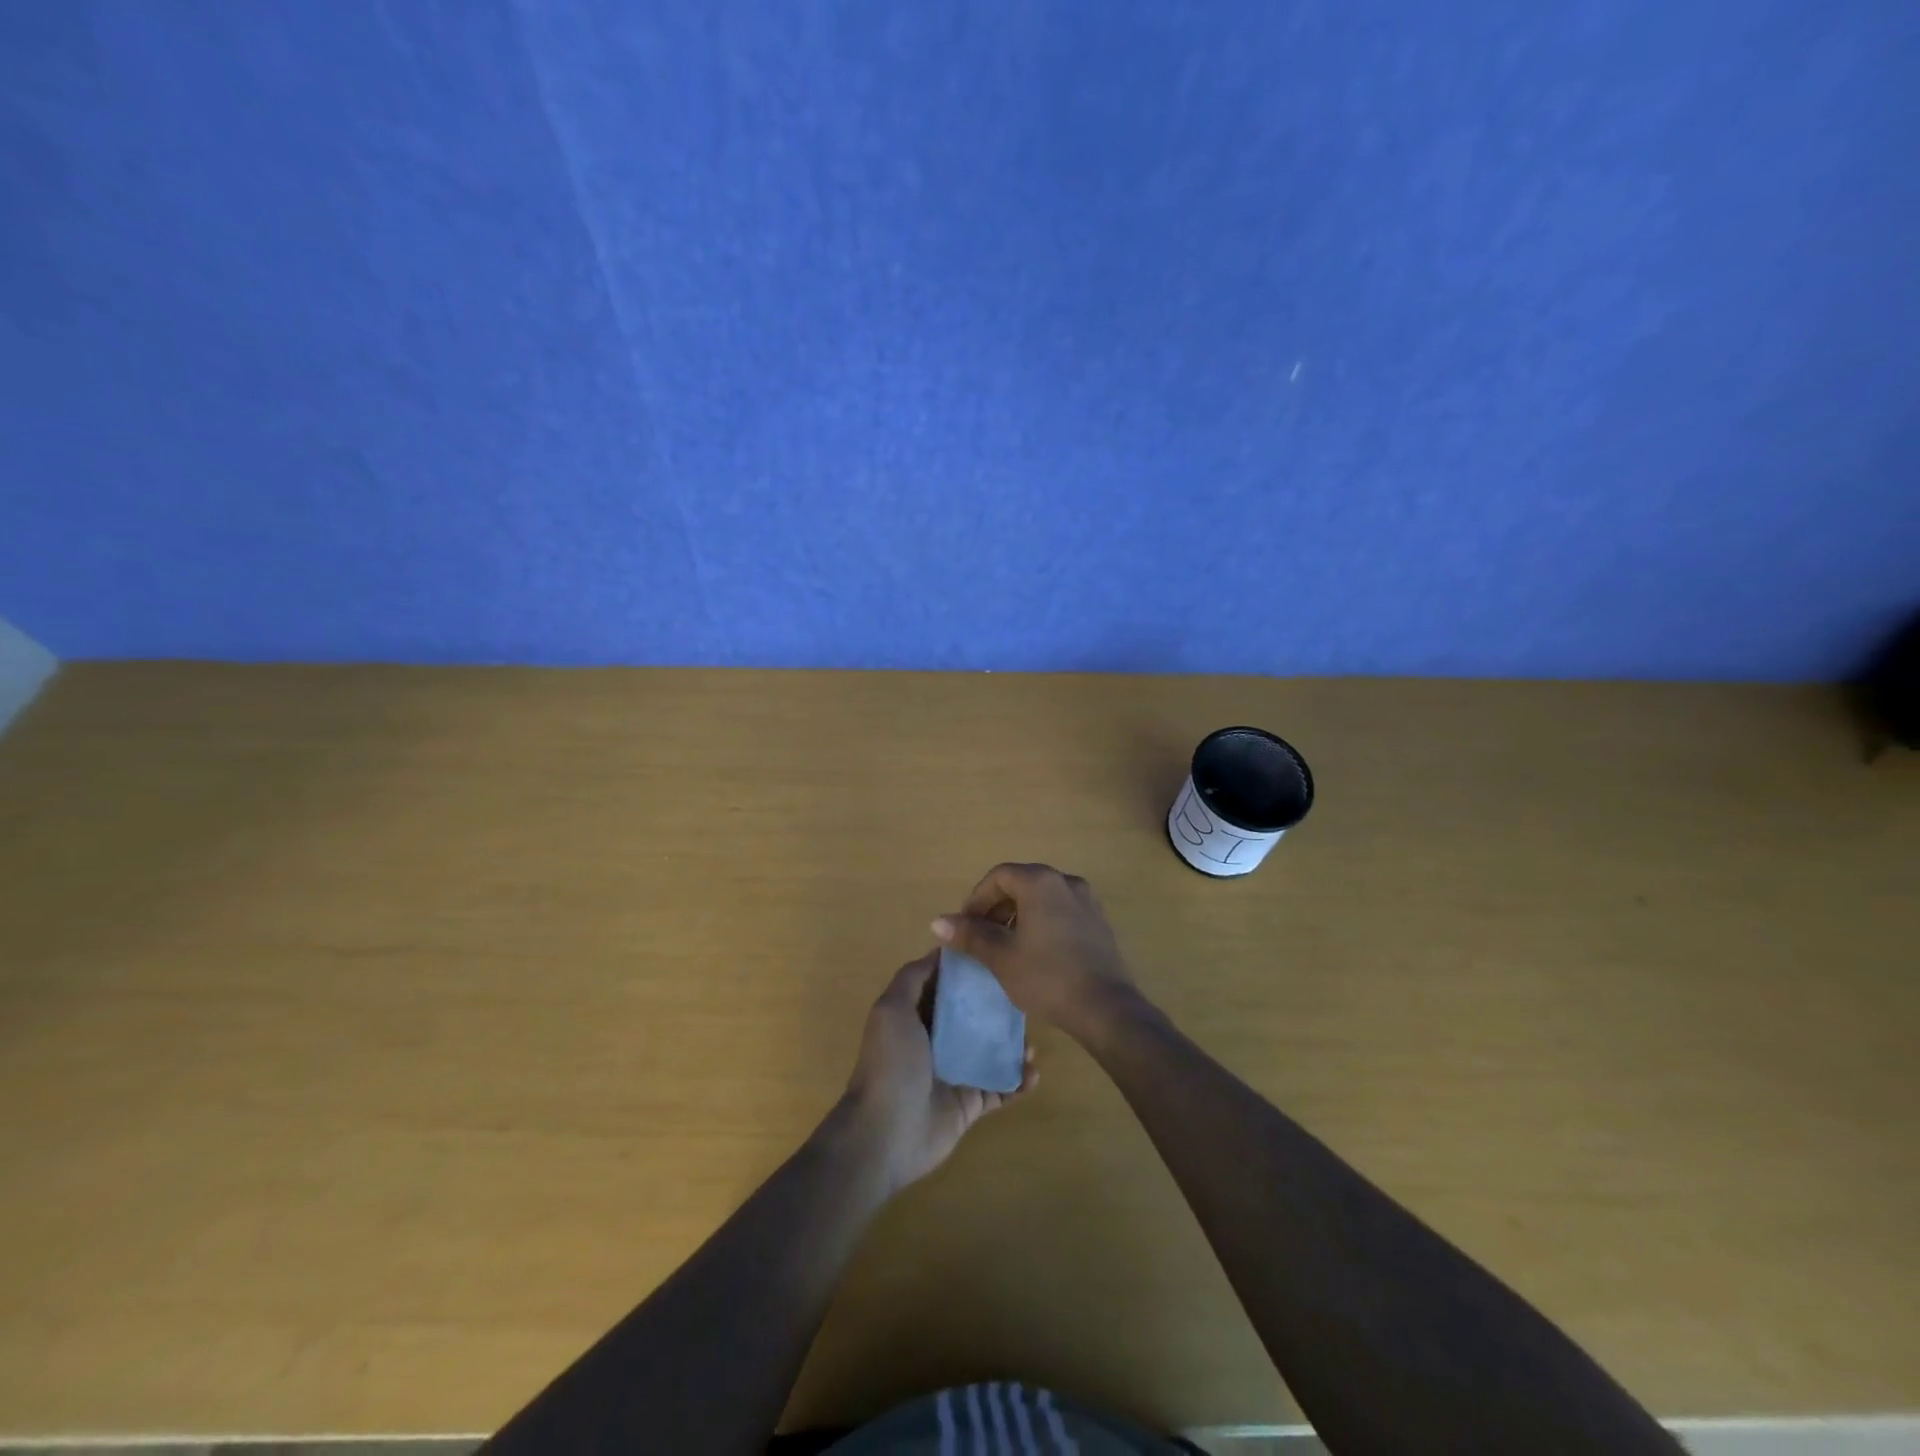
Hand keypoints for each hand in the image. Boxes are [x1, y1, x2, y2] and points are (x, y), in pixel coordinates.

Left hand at [840, 951, 1035, 1193]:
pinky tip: (1033, 1074)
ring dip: (1013, 1045)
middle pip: (973, 1016)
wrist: (885, 1134)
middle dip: (998, 1007)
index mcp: (915, 1016)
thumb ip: (912, 977)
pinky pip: (999, 1088)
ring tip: (1032, 1043)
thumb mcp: (892, 1009)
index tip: (998, 954)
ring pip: (990, 1051)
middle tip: (1025, 999)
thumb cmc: (891, 1064)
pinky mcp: (969, 1104)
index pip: (945, 986)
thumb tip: (939, 949)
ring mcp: (954, 1073)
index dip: (968, 970)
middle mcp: (935, 1040)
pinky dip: (1018, 1081)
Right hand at [932, 862, 1139, 1038]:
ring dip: (1018, 915)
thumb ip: (970, 935)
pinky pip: (1061, 911)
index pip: (998, 876)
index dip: (976, 899)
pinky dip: (1041, 923)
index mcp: (1040, 882)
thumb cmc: (1047, 977)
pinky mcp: (1098, 922)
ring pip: (1042, 898)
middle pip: (1021, 883)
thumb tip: (937, 922)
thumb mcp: (1001, 956)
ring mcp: (1087, 901)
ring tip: (1005, 947)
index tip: (965, 927)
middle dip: (996, 907)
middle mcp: (1065, 881)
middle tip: (981, 937)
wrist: (1106, 1008)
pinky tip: (1035, 954)